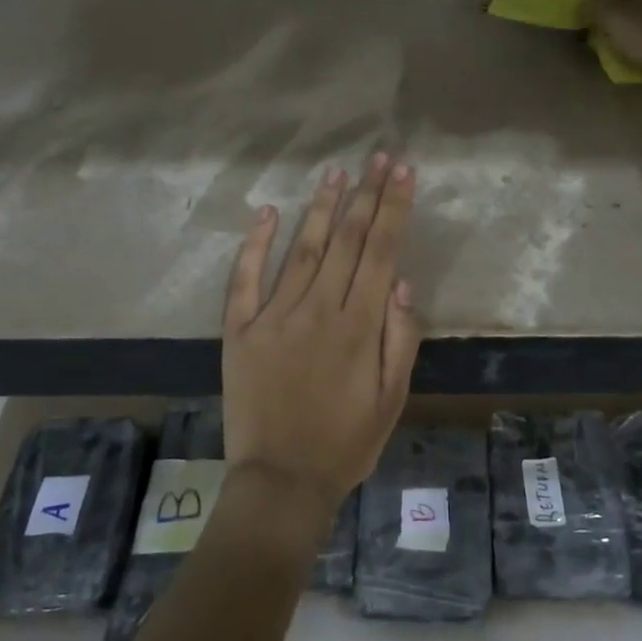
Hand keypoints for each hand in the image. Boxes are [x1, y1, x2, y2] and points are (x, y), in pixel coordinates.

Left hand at [221, 154, 421, 510]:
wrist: (281, 482)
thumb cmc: (346, 443)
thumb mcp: (392, 400)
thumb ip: (400, 339)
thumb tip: (401, 282)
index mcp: (358, 327)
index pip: (380, 253)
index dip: (393, 209)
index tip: (402, 173)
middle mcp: (317, 311)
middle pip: (345, 242)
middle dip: (365, 196)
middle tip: (377, 158)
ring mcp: (273, 318)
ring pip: (301, 251)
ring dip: (320, 209)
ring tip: (335, 173)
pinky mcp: (239, 332)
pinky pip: (245, 281)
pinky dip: (255, 246)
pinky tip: (268, 214)